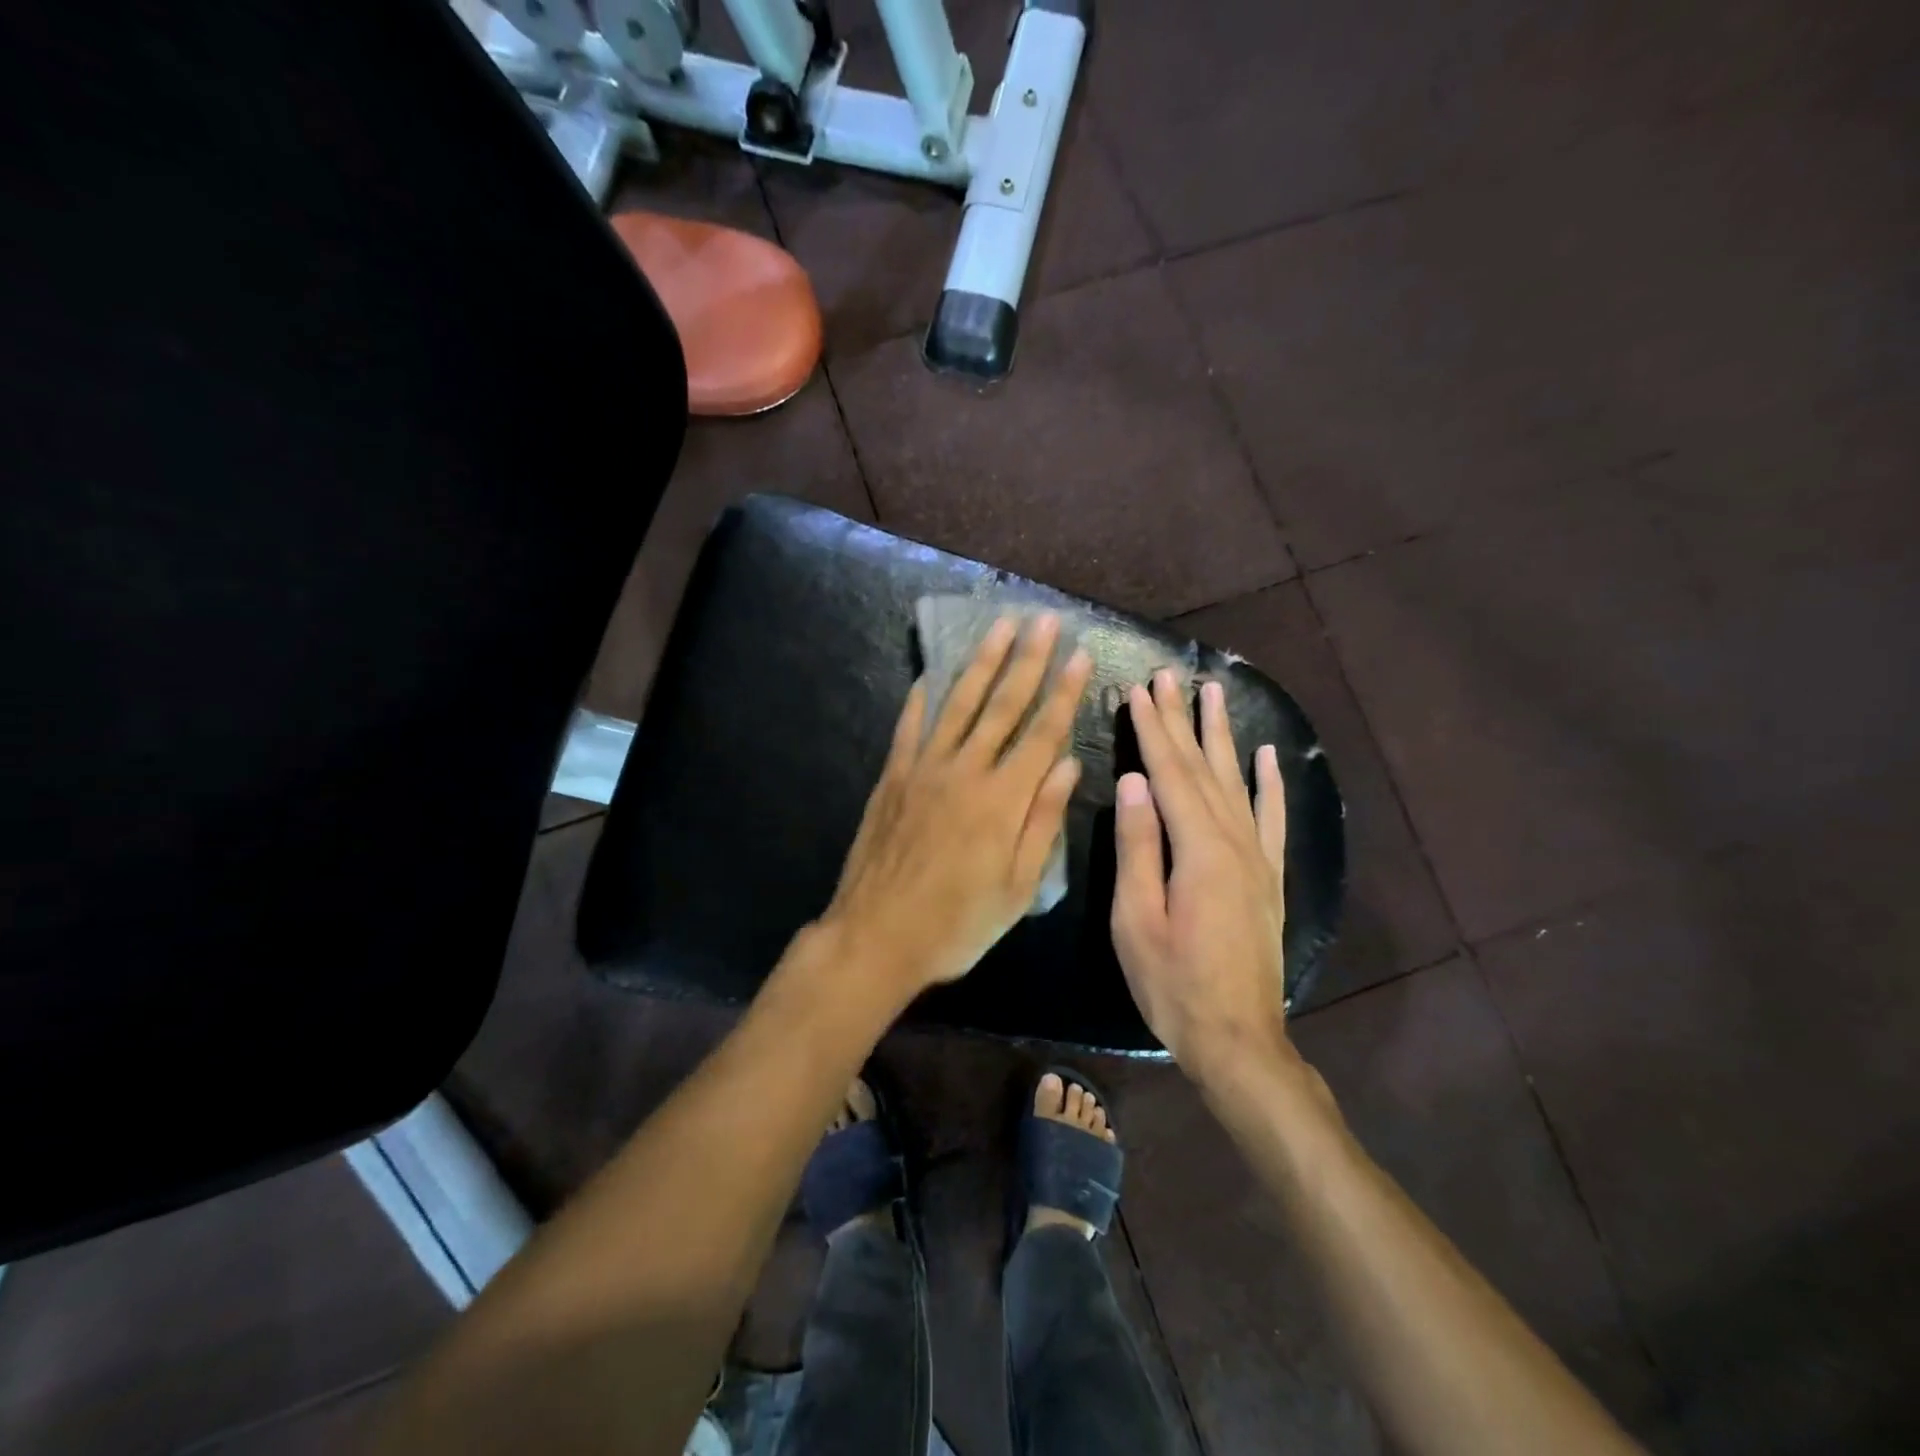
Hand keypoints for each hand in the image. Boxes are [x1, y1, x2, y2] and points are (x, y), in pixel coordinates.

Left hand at [822, 613, 1093, 999]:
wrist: (877, 937)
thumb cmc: (957, 923)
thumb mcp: (1018, 888)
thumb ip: (1043, 822)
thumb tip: (1068, 764)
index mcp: (1004, 800)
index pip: (1043, 734)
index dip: (1063, 693)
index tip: (1078, 655)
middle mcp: (966, 772)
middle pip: (1003, 705)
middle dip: (1028, 660)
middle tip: (1043, 620)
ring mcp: (924, 770)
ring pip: (958, 704)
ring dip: (981, 663)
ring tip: (999, 628)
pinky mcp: (893, 777)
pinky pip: (910, 728)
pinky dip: (922, 700)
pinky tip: (930, 676)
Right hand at [1111, 670, 1291, 1073]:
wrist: (1238, 1039)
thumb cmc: (1173, 983)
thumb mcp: (1136, 919)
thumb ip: (1138, 846)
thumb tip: (1133, 781)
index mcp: (1199, 850)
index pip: (1170, 774)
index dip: (1152, 730)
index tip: (1138, 690)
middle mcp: (1235, 842)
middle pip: (1203, 768)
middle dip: (1182, 719)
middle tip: (1167, 675)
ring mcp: (1258, 858)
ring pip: (1237, 782)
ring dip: (1222, 736)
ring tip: (1212, 692)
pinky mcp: (1269, 877)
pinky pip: (1272, 818)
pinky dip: (1270, 783)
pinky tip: (1267, 755)